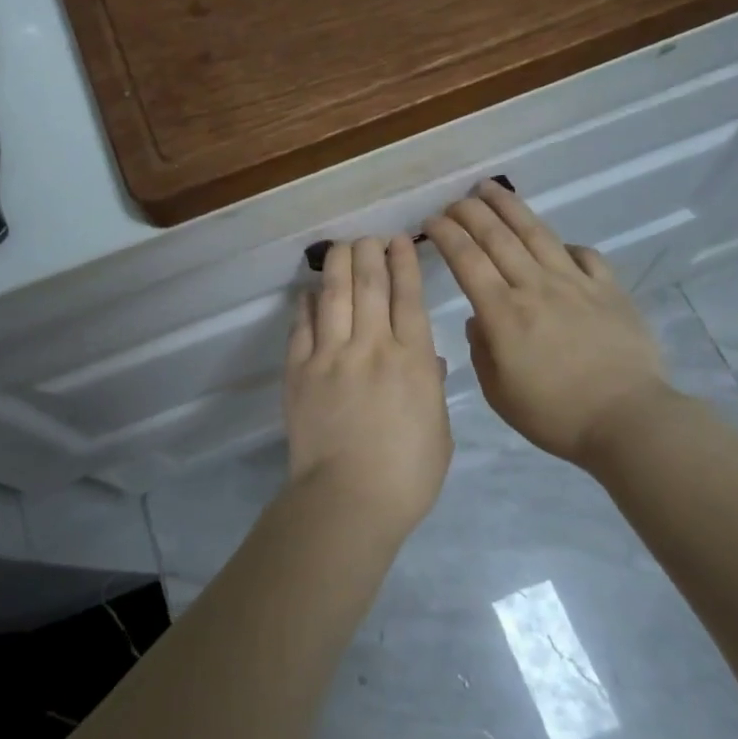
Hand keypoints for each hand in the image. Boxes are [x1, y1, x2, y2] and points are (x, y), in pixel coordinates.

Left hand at [284, 236, 452, 534]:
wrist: (348, 501)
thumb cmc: (406, 475)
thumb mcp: (438, 431)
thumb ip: (430, 387)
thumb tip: (424, 358)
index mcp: (413, 359)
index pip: (408, 296)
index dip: (404, 262)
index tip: (401, 241)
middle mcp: (372, 346)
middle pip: (370, 284)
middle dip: (370, 253)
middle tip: (370, 238)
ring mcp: (331, 355)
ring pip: (334, 295)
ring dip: (338, 264)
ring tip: (341, 246)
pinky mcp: (299, 371)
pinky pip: (302, 326)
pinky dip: (306, 305)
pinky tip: (309, 292)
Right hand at [425, 182, 670, 470]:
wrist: (628, 419)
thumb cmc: (556, 415)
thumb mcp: (499, 394)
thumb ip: (481, 350)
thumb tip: (479, 319)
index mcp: (503, 313)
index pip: (466, 260)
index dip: (446, 234)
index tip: (431, 221)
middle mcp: (535, 286)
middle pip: (497, 237)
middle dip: (470, 212)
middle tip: (454, 201)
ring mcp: (575, 283)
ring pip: (536, 233)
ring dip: (509, 207)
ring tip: (490, 188)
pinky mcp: (609, 289)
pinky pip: (584, 255)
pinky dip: (565, 244)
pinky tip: (557, 244)